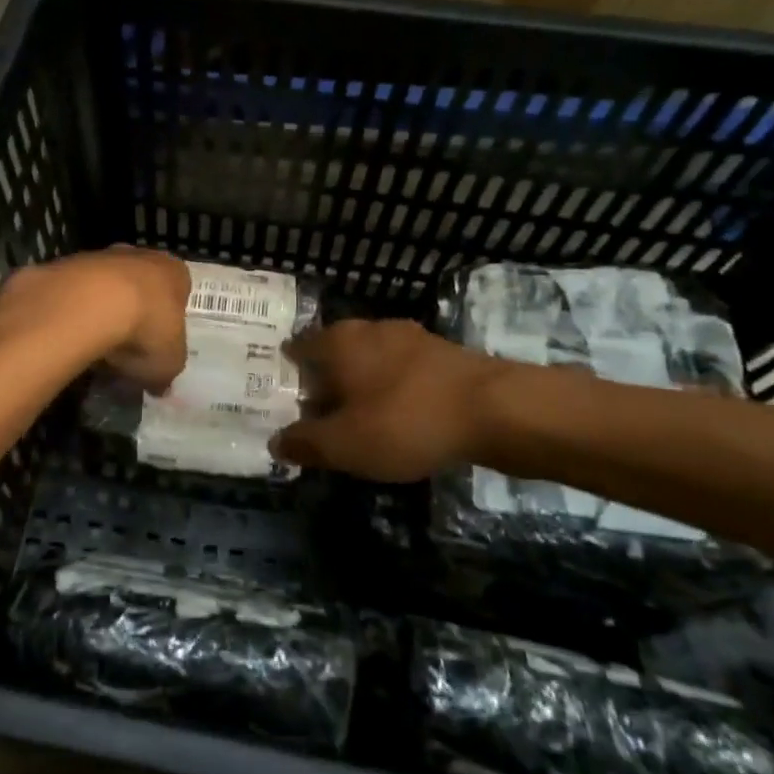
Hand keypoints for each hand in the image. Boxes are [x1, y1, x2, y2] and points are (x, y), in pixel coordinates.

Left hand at [0, 247, 189, 390]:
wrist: (87, 304)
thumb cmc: (144, 329)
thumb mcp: (167, 364)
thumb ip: (165, 372)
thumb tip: (159, 385)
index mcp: (174, 272)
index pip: (178, 289)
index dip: (169, 318)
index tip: (158, 343)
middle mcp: (139, 255)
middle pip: (140, 284)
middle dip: (134, 311)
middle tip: (127, 346)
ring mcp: (99, 256)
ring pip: (105, 286)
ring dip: (101, 311)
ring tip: (95, 346)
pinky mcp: (64, 264)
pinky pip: (74, 293)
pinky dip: (74, 312)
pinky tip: (71, 336)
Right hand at [273, 319, 523, 481]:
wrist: (498, 410)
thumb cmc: (406, 421)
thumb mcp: (344, 444)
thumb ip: (305, 443)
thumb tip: (276, 442)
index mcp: (339, 341)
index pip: (298, 348)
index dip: (286, 372)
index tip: (280, 396)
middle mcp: (370, 329)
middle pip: (335, 354)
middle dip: (324, 381)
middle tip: (314, 414)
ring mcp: (411, 339)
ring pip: (371, 362)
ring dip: (361, 387)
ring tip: (355, 420)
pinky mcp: (444, 356)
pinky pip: (402, 374)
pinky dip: (393, 392)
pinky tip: (397, 419)